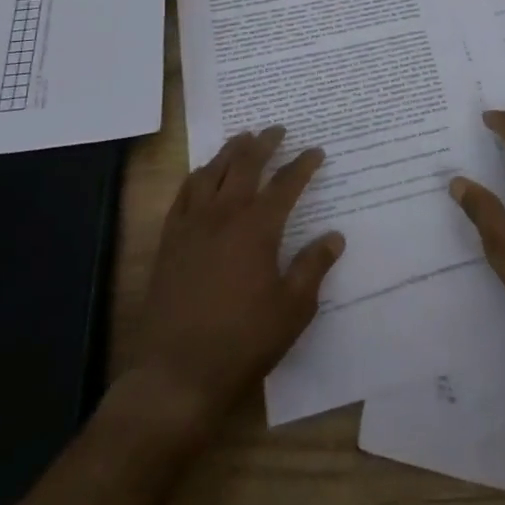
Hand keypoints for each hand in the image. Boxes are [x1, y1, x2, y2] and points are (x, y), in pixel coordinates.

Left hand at [133, 127, 343, 428]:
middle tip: (278, 130)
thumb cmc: (243, 342)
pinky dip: (198, 176)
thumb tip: (334, 236)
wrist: (176, 374)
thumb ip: (313, 267)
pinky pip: (184, 194)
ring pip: (212, 171)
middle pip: (246, 165)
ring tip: (242, 139)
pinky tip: (202, 175)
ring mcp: (193, 225)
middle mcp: (224, 215)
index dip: (303, 165)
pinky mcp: (170, 241)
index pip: (286, 184)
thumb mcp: (292, 310)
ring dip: (230, 151)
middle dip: (264, 143)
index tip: (316, 152)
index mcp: (258, 228)